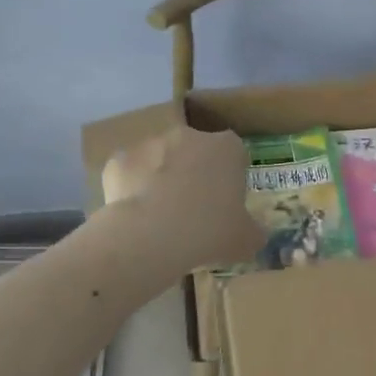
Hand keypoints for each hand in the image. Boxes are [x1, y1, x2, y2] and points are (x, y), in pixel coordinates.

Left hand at [103, 125, 264, 271]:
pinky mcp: (120, 159)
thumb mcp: (246, 240)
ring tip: (161, 217)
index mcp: (226, 148)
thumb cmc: (208, 231)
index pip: (234, 154)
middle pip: (195, 151)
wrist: (150, 235)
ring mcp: (151, 143)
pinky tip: (135, 216)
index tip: (226, 203)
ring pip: (160, 159)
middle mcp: (189, 135)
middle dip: (194, 173)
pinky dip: (132, 189)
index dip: (230, 178)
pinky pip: (130, 173)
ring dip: (162, 179)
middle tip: (193, 211)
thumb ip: (253, 231)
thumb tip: (254, 234)